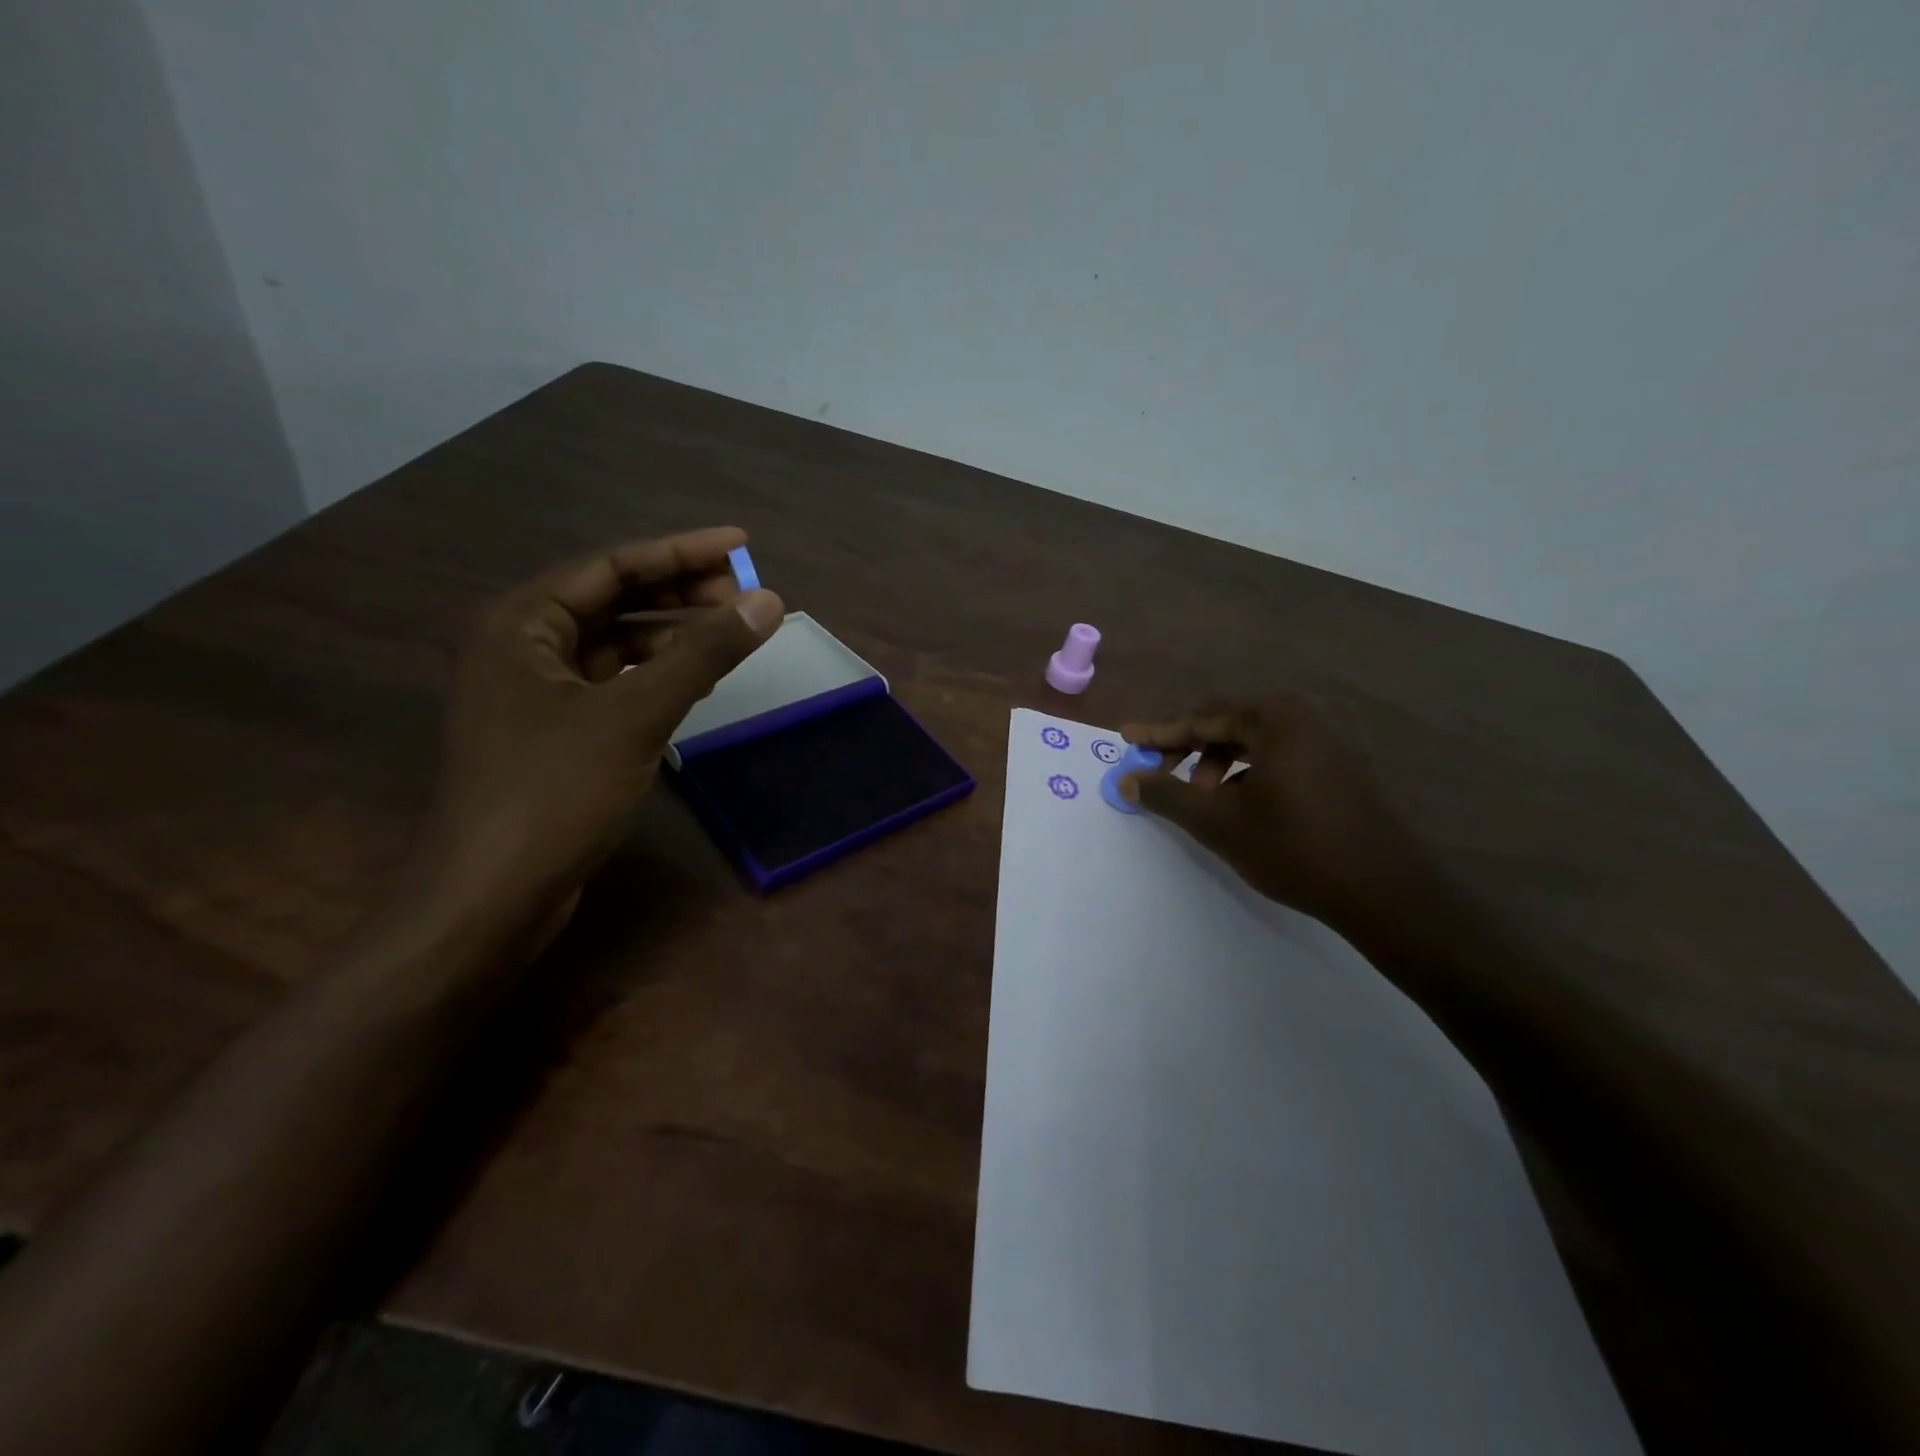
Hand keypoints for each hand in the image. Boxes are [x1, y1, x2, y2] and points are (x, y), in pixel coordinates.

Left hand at [414, 527, 784, 929]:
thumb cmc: (554, 792)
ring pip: (616, 645)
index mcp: (523, 623)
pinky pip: (614, 684)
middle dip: (681, 593)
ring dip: (673, 635)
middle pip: (614, 600)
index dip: (682, 552)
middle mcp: (523, 646)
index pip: (613, 565)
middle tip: (746, 594)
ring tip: (732, 633)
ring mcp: (536, 693)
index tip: (743, 546)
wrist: (491, 897)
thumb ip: (703, 654)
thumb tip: (769, 602)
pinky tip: (697, 682)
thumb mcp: (636, 714)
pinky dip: (657, 676)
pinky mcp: (555, 734)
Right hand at [1120, 693, 1432, 933]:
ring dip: (1219, 766)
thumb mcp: (1219, 822)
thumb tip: (1126, 780)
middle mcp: (1305, 715)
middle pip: (1228, 724)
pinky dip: (1249, 774)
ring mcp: (1330, 738)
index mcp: (1276, 716)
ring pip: (1254, 742)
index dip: (1159, 733)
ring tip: (1206, 803)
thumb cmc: (1295, 848)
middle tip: (1161, 778)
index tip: (1126, 738)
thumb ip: (1166, 795)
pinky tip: (1242, 807)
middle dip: (1190, 751)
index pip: (1202, 717)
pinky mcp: (1343, 765)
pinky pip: (1280, 756)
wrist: (1387, 892)